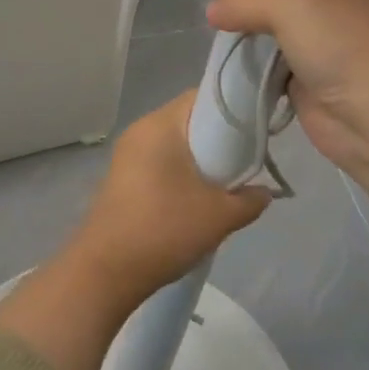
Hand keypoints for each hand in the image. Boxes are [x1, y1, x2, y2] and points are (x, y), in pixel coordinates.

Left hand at [0, 91, 268, 369]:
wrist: (105, 273)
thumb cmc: (164, 230)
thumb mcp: (220, 216)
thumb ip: (250, 199)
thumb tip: (263, 192)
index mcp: (160, 125)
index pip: (204, 96)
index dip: (235, 108)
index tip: (257, 130)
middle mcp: (141, 131)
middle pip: (190, 120)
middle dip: (221, 139)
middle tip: (247, 162)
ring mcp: (128, 156)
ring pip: (176, 145)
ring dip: (201, 161)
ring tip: (226, 186)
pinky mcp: (123, 180)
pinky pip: (161, 164)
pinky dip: (183, 174)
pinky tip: (198, 201)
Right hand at [205, 0, 368, 182]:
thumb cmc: (346, 47)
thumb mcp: (294, 1)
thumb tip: (213, 11)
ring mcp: (319, 38)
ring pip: (267, 20)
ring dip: (242, 21)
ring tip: (216, 20)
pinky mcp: (303, 73)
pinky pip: (265, 55)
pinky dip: (246, 53)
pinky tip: (224, 47)